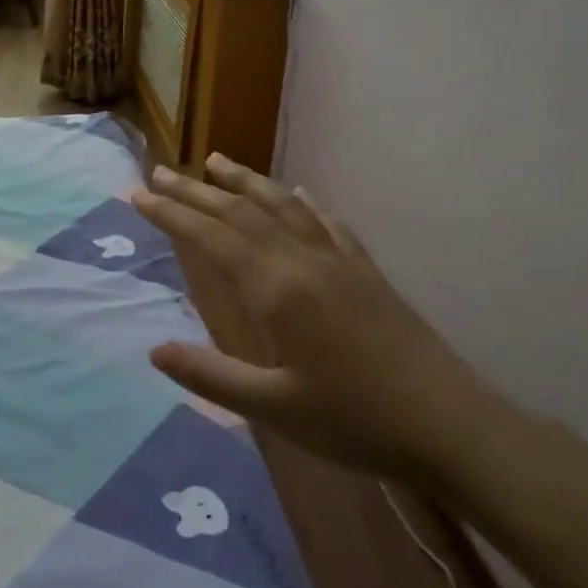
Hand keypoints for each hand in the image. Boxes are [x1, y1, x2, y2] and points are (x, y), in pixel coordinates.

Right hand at [134, 154, 494, 482]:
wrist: (449, 425)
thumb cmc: (355, 421)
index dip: (171, 214)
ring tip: (216, 161)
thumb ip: (211, 375)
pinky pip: (327, 224)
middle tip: (160, 172)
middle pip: (240, 212)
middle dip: (196, 191)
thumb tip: (154, 349)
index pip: (211, 238)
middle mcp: (303, 261)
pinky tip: (299, 193)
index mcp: (276, 289)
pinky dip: (304, 203)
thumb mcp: (273, 408)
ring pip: (283, 206)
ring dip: (246, 182)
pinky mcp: (365, 272)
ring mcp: (338, 261)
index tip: (138, 194)